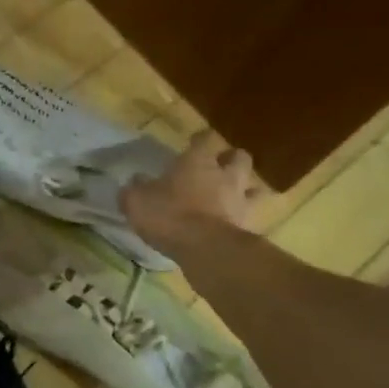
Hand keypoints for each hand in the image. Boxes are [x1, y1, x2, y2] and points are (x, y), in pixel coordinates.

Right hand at [121, 132, 264, 253]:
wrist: (204, 249)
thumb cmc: (169, 215)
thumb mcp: (137, 201)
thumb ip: (134, 190)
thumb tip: (135, 181)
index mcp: (197, 161)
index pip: (205, 139)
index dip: (200, 140)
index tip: (195, 142)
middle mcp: (224, 175)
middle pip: (239, 158)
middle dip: (232, 160)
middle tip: (220, 168)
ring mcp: (240, 201)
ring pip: (254, 188)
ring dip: (246, 190)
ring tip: (233, 198)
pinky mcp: (248, 227)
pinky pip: (250, 217)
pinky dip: (243, 219)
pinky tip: (231, 226)